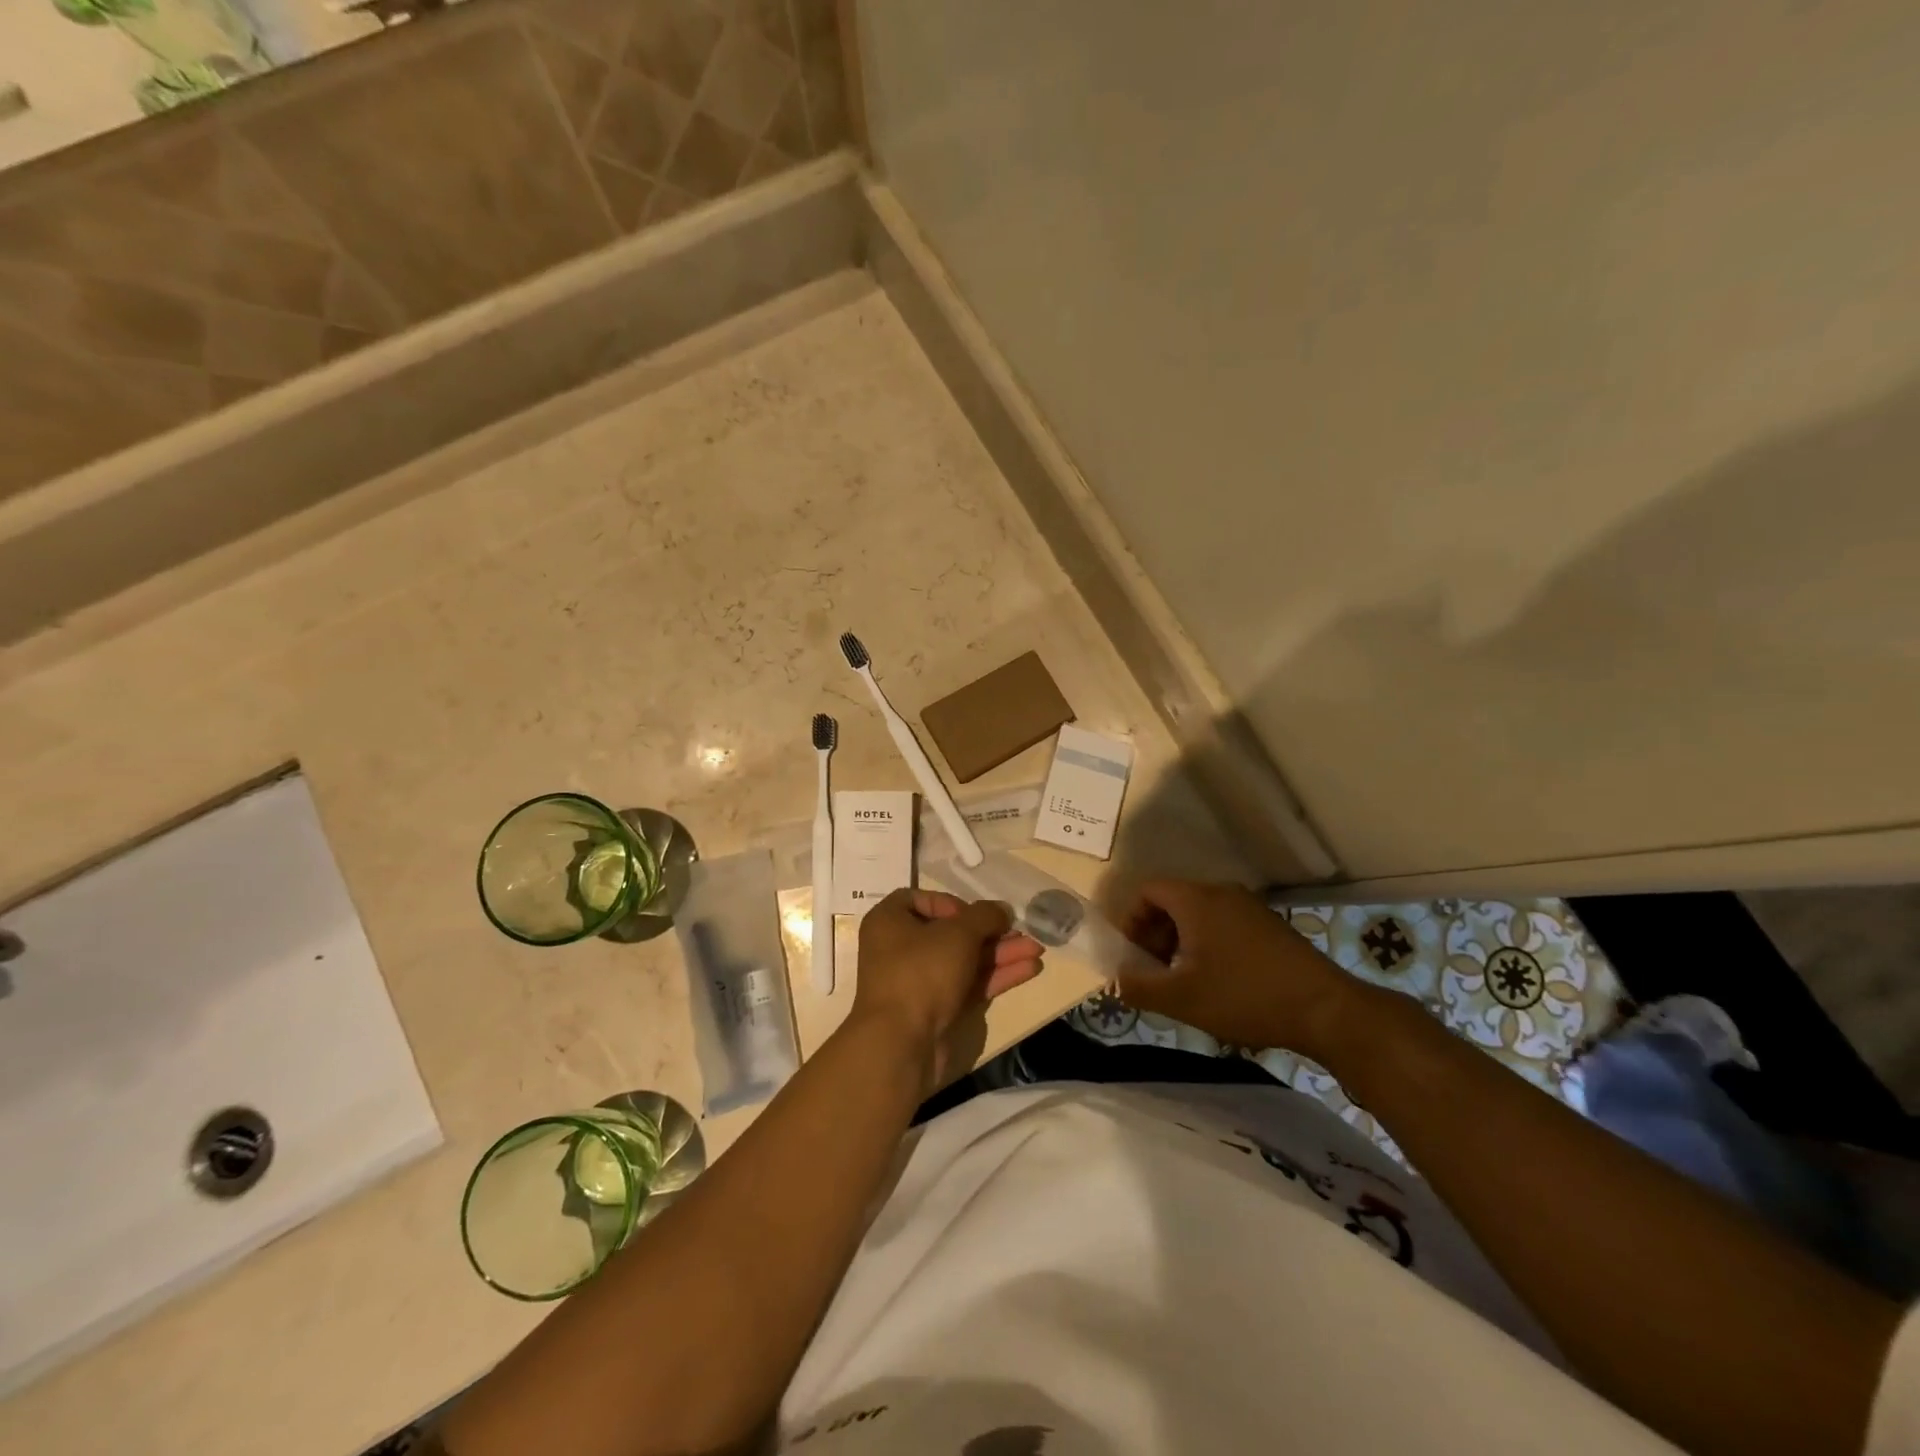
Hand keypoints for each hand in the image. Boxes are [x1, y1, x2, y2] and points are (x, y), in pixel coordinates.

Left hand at [850, 889, 1043, 1088]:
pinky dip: (995, 976)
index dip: (949, 902)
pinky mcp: (936, 1010)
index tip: (972, 914)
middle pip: (950, 932)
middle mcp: (900, 949)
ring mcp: (918, 982)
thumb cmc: (922, 972)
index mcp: (889, 922)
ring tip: (1037, 951)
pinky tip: (1029, 969)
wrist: (901, 1044)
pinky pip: (968, 984)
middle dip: (990, 933)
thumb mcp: (958, 933)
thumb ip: (985, 916)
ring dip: (1000, 954)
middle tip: (1021, 933)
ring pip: (964, 960)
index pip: (919, 900)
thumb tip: (1002, 910)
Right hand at [1116, 879, 1370, 1059]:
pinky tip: (1217, 982)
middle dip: (1153, 934)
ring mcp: (1250, 908)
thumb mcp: (1181, 998)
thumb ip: (1138, 987)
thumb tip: (1113, 980)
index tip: (1129, 955)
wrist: (1326, 1010)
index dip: (1130, 920)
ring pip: (1199, 915)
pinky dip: (1207, 944)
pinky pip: (1223, 924)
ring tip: (1182, 981)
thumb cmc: (1244, 996)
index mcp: (1196, 900)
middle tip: (1152, 972)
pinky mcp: (1270, 926)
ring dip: (1179, 942)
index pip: (1147, 891)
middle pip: (1172, 901)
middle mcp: (1222, 893)